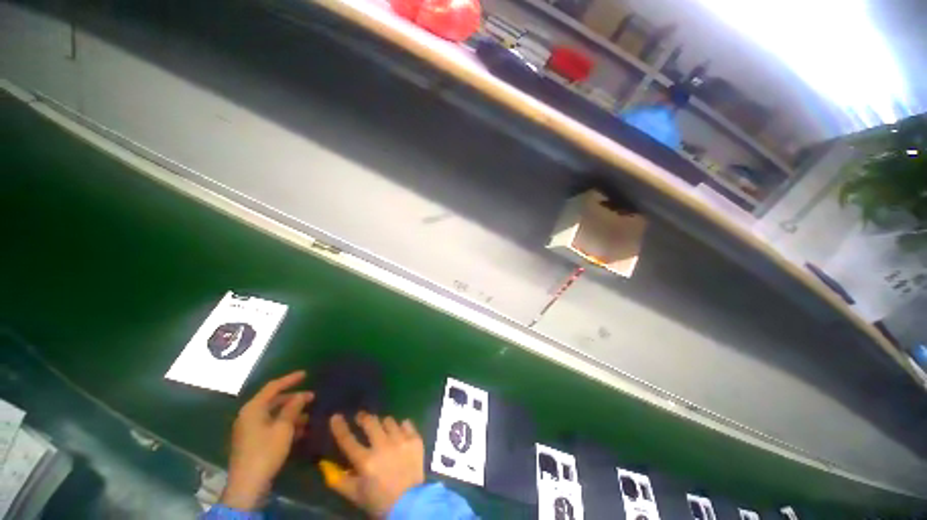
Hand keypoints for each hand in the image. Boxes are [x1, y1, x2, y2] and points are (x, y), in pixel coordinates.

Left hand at [221, 371, 312, 510]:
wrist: (248, 484)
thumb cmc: (266, 451)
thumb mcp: (283, 427)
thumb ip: (292, 408)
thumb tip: (300, 396)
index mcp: (253, 409)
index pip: (273, 387)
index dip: (290, 379)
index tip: (305, 374)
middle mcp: (249, 416)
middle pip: (274, 401)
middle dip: (294, 399)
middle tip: (312, 397)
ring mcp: (250, 429)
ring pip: (274, 414)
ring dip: (292, 414)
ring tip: (309, 416)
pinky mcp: (253, 441)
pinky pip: (272, 426)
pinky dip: (286, 425)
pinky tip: (301, 430)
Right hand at [323, 412, 424, 517]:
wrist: (410, 504)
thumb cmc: (378, 501)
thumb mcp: (355, 494)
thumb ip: (338, 480)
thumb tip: (324, 465)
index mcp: (365, 461)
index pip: (347, 440)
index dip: (340, 427)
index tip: (336, 416)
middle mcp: (382, 446)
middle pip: (370, 422)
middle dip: (364, 418)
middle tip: (362, 418)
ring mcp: (401, 440)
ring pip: (389, 421)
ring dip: (383, 424)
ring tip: (382, 430)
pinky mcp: (415, 439)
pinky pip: (406, 423)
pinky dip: (401, 427)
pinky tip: (399, 434)